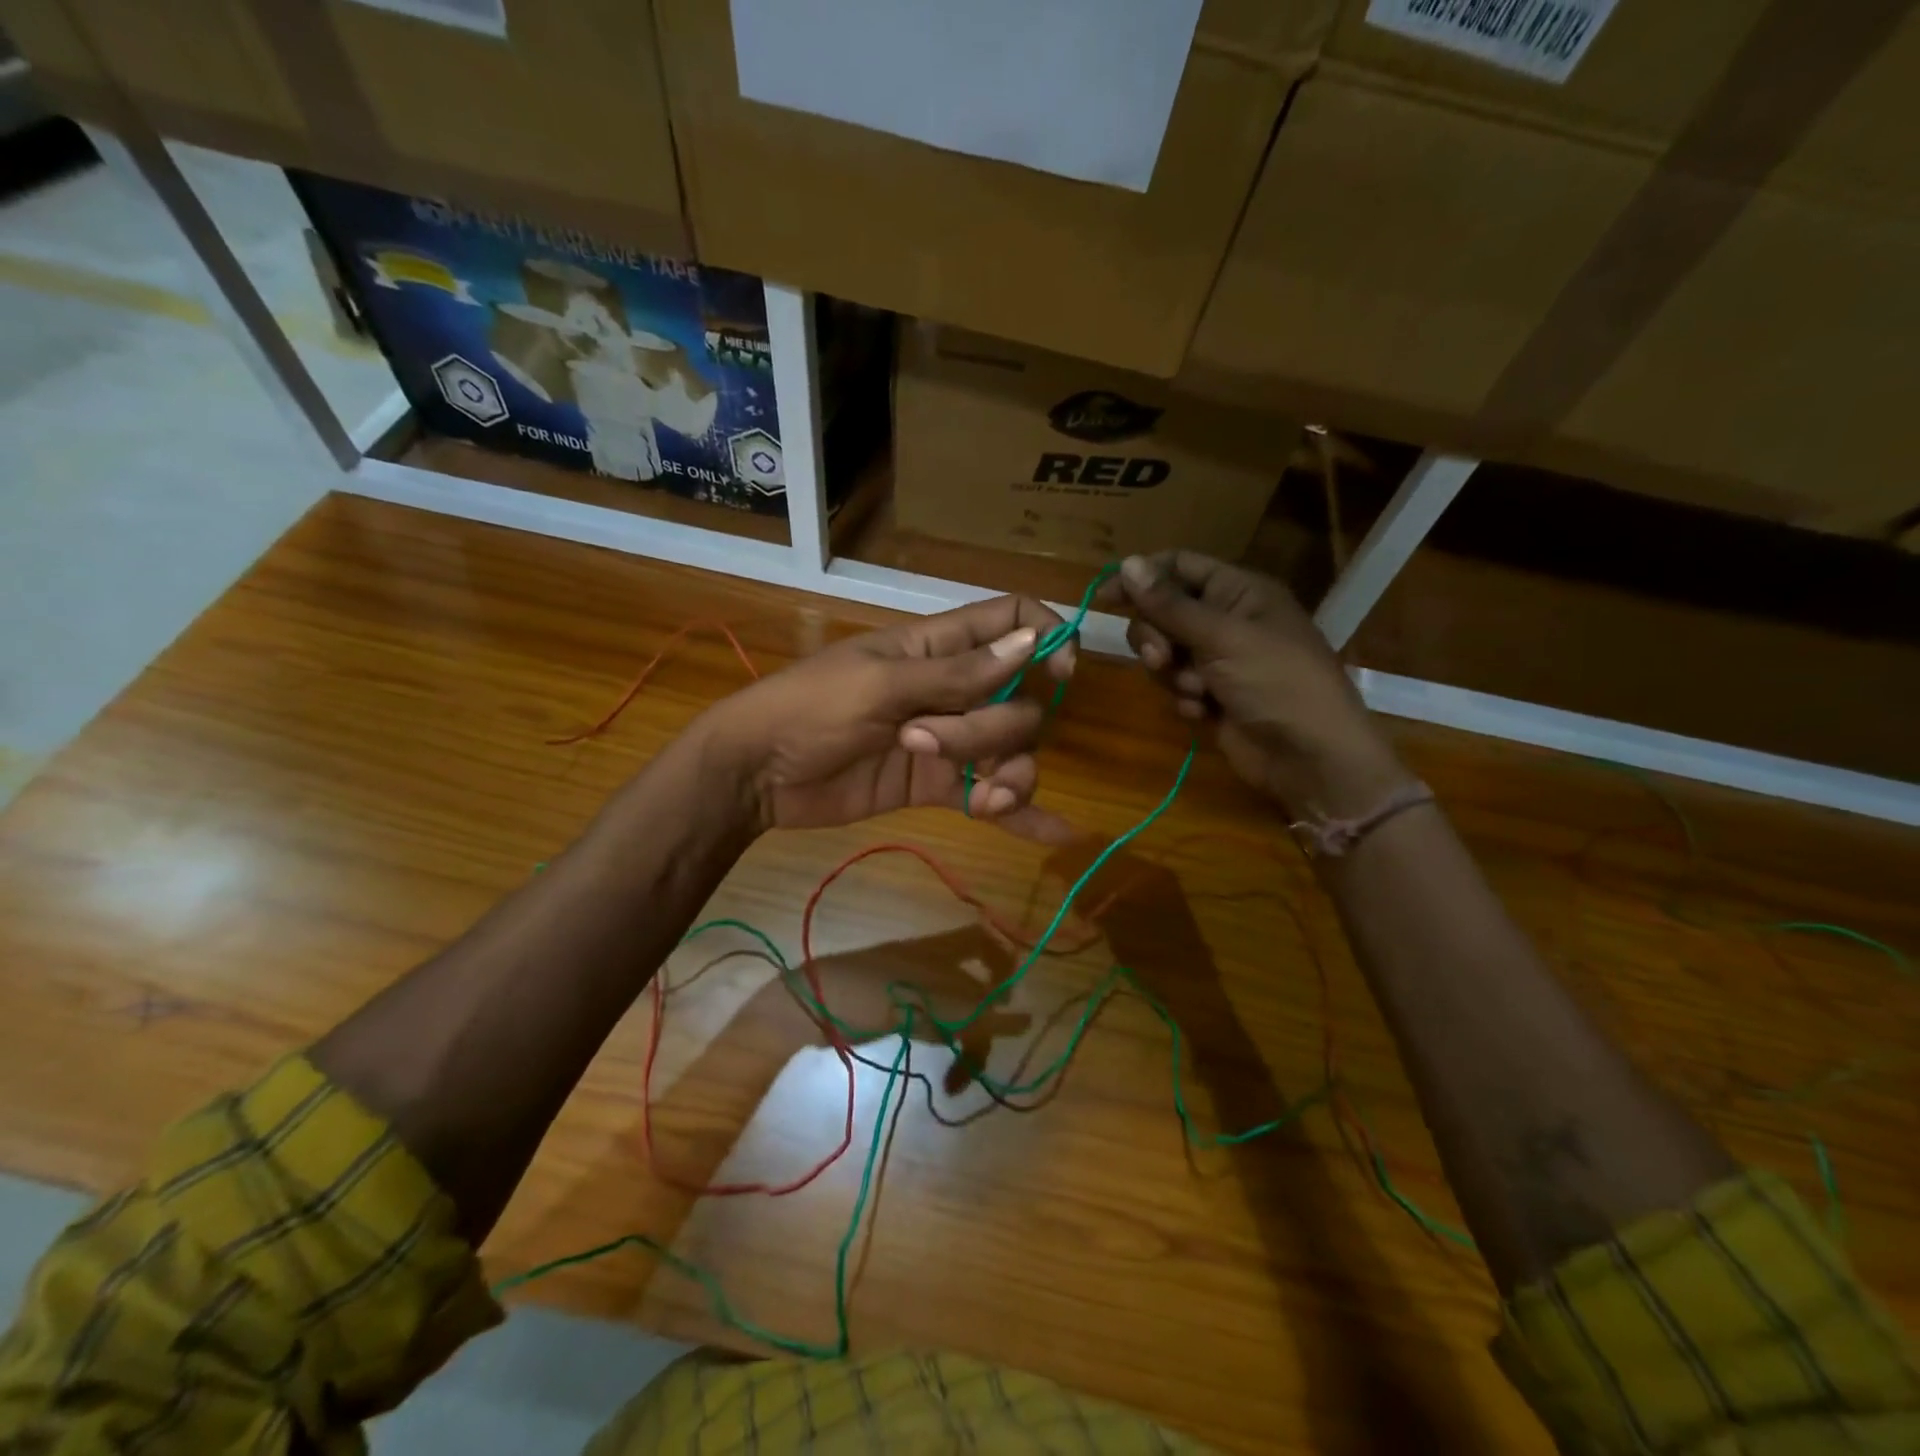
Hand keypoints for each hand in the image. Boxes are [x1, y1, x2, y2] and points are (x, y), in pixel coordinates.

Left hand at [695, 596, 1075, 838]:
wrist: (757, 775)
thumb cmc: (808, 709)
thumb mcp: (880, 685)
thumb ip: (957, 674)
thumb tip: (1031, 644)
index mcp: (937, 647)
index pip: (1011, 621)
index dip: (1046, 638)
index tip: (1060, 673)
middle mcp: (953, 690)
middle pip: (1019, 700)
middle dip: (992, 730)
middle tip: (923, 741)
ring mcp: (948, 740)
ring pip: (1012, 751)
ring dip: (1007, 774)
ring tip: (978, 798)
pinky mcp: (936, 785)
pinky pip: (989, 794)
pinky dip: (1019, 813)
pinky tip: (1054, 833)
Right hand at [1097, 552, 1408, 816]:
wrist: (1309, 756)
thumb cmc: (1276, 682)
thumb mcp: (1222, 637)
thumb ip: (1170, 604)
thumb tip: (1129, 563)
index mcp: (1240, 592)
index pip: (1180, 566)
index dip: (1143, 577)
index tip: (1106, 597)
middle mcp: (1228, 620)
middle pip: (1165, 612)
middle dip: (1155, 636)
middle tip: (1161, 657)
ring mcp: (1220, 661)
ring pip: (1165, 652)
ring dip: (1171, 672)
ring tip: (1197, 691)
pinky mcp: (1212, 696)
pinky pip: (1177, 686)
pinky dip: (1184, 698)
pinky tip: (1204, 712)